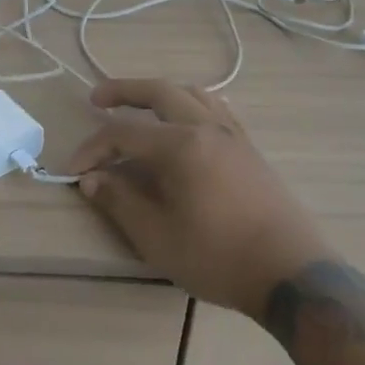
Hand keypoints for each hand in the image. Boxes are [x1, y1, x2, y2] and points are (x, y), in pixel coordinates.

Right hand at [66, 79, 330, 316]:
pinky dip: (191, 104)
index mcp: (180, 145)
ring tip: (140, 107)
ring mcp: (232, 135)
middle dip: (123, 91)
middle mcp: (206, 127)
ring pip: (191, 94)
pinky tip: (186, 123)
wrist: (290, 273)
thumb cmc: (218, 256)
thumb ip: (120, 202)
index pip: (123, 133)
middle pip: (159, 92)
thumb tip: (92, 179)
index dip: (92, 149)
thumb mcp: (157, 237)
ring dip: (160, 94)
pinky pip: (216, 109)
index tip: (73, 171)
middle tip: (96, 99)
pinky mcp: (249, 149)